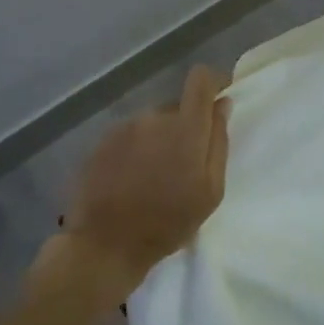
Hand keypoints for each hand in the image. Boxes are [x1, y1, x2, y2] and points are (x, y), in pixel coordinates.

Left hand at [63, 65, 231, 282]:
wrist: (105, 244)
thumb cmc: (167, 223)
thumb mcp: (210, 191)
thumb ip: (218, 142)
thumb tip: (222, 104)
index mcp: (184, 128)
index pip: (200, 80)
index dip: (212, 82)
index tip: (218, 98)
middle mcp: (152, 117)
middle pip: (177, 107)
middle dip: (185, 128)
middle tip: (184, 166)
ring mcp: (123, 128)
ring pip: (152, 123)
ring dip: (159, 140)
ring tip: (155, 178)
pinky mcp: (101, 141)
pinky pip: (130, 135)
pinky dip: (137, 150)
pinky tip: (133, 180)